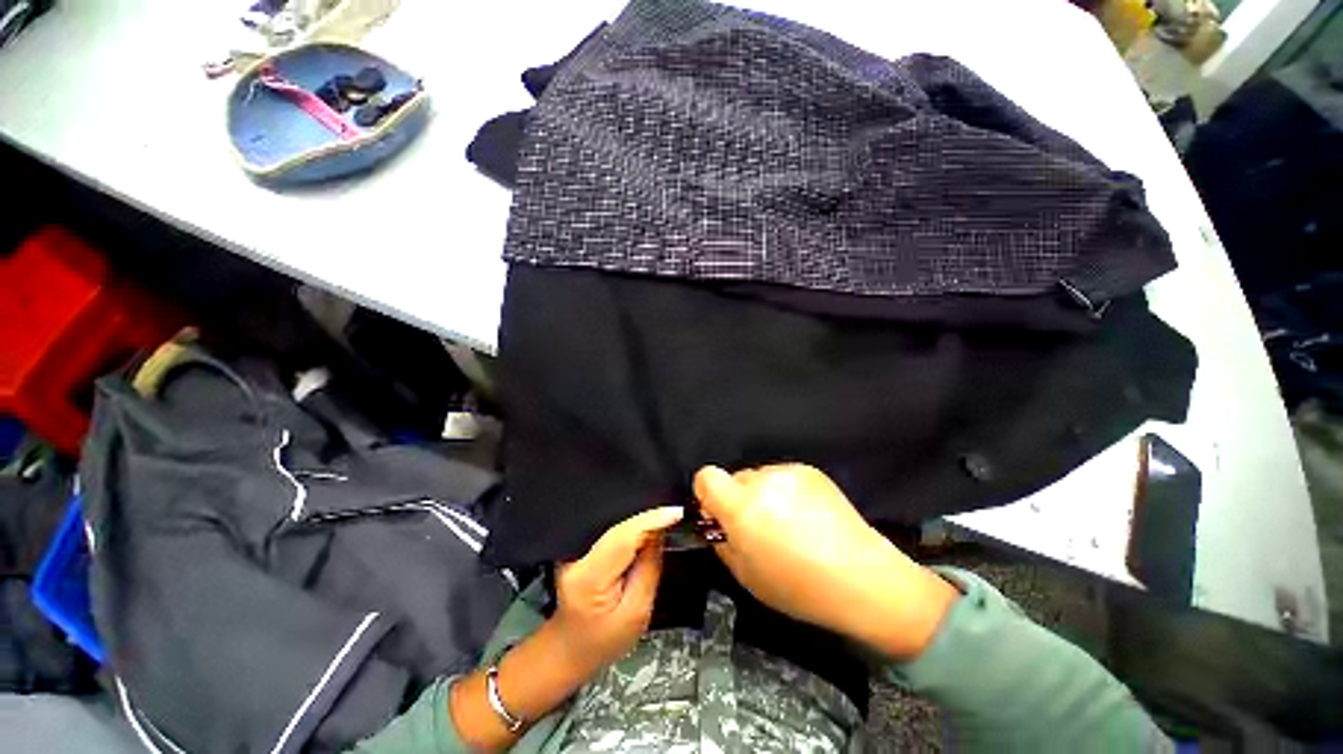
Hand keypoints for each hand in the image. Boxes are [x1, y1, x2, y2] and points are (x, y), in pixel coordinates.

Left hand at [549, 506, 683, 673]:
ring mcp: (574, 547)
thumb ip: (650, 568)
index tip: (676, 512)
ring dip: (640, 518)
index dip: (651, 520)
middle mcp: (576, 556)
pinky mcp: (579, 544)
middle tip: (675, 515)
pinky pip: (610, 527)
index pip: (623, 537)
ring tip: (664, 518)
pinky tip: (645, 526)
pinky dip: (630, 525)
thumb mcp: (637, 613)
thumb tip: (661, 531)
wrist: (571, 648)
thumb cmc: (604, 641)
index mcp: (588, 577)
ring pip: (614, 521)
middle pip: (619, 525)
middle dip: (648, 517)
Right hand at [694, 465, 957, 659]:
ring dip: (763, 495)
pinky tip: (807, 516)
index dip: (707, 493)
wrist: (862, 578)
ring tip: (789, 524)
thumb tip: (716, 521)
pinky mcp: (810, 470)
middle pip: (734, 478)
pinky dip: (786, 492)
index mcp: (742, 507)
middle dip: (739, 498)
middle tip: (759, 527)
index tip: (719, 513)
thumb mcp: (745, 575)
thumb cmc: (799, 587)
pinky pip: (783, 477)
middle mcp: (762, 481)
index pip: (706, 475)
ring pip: (760, 477)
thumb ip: (722, 541)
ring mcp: (788, 472)